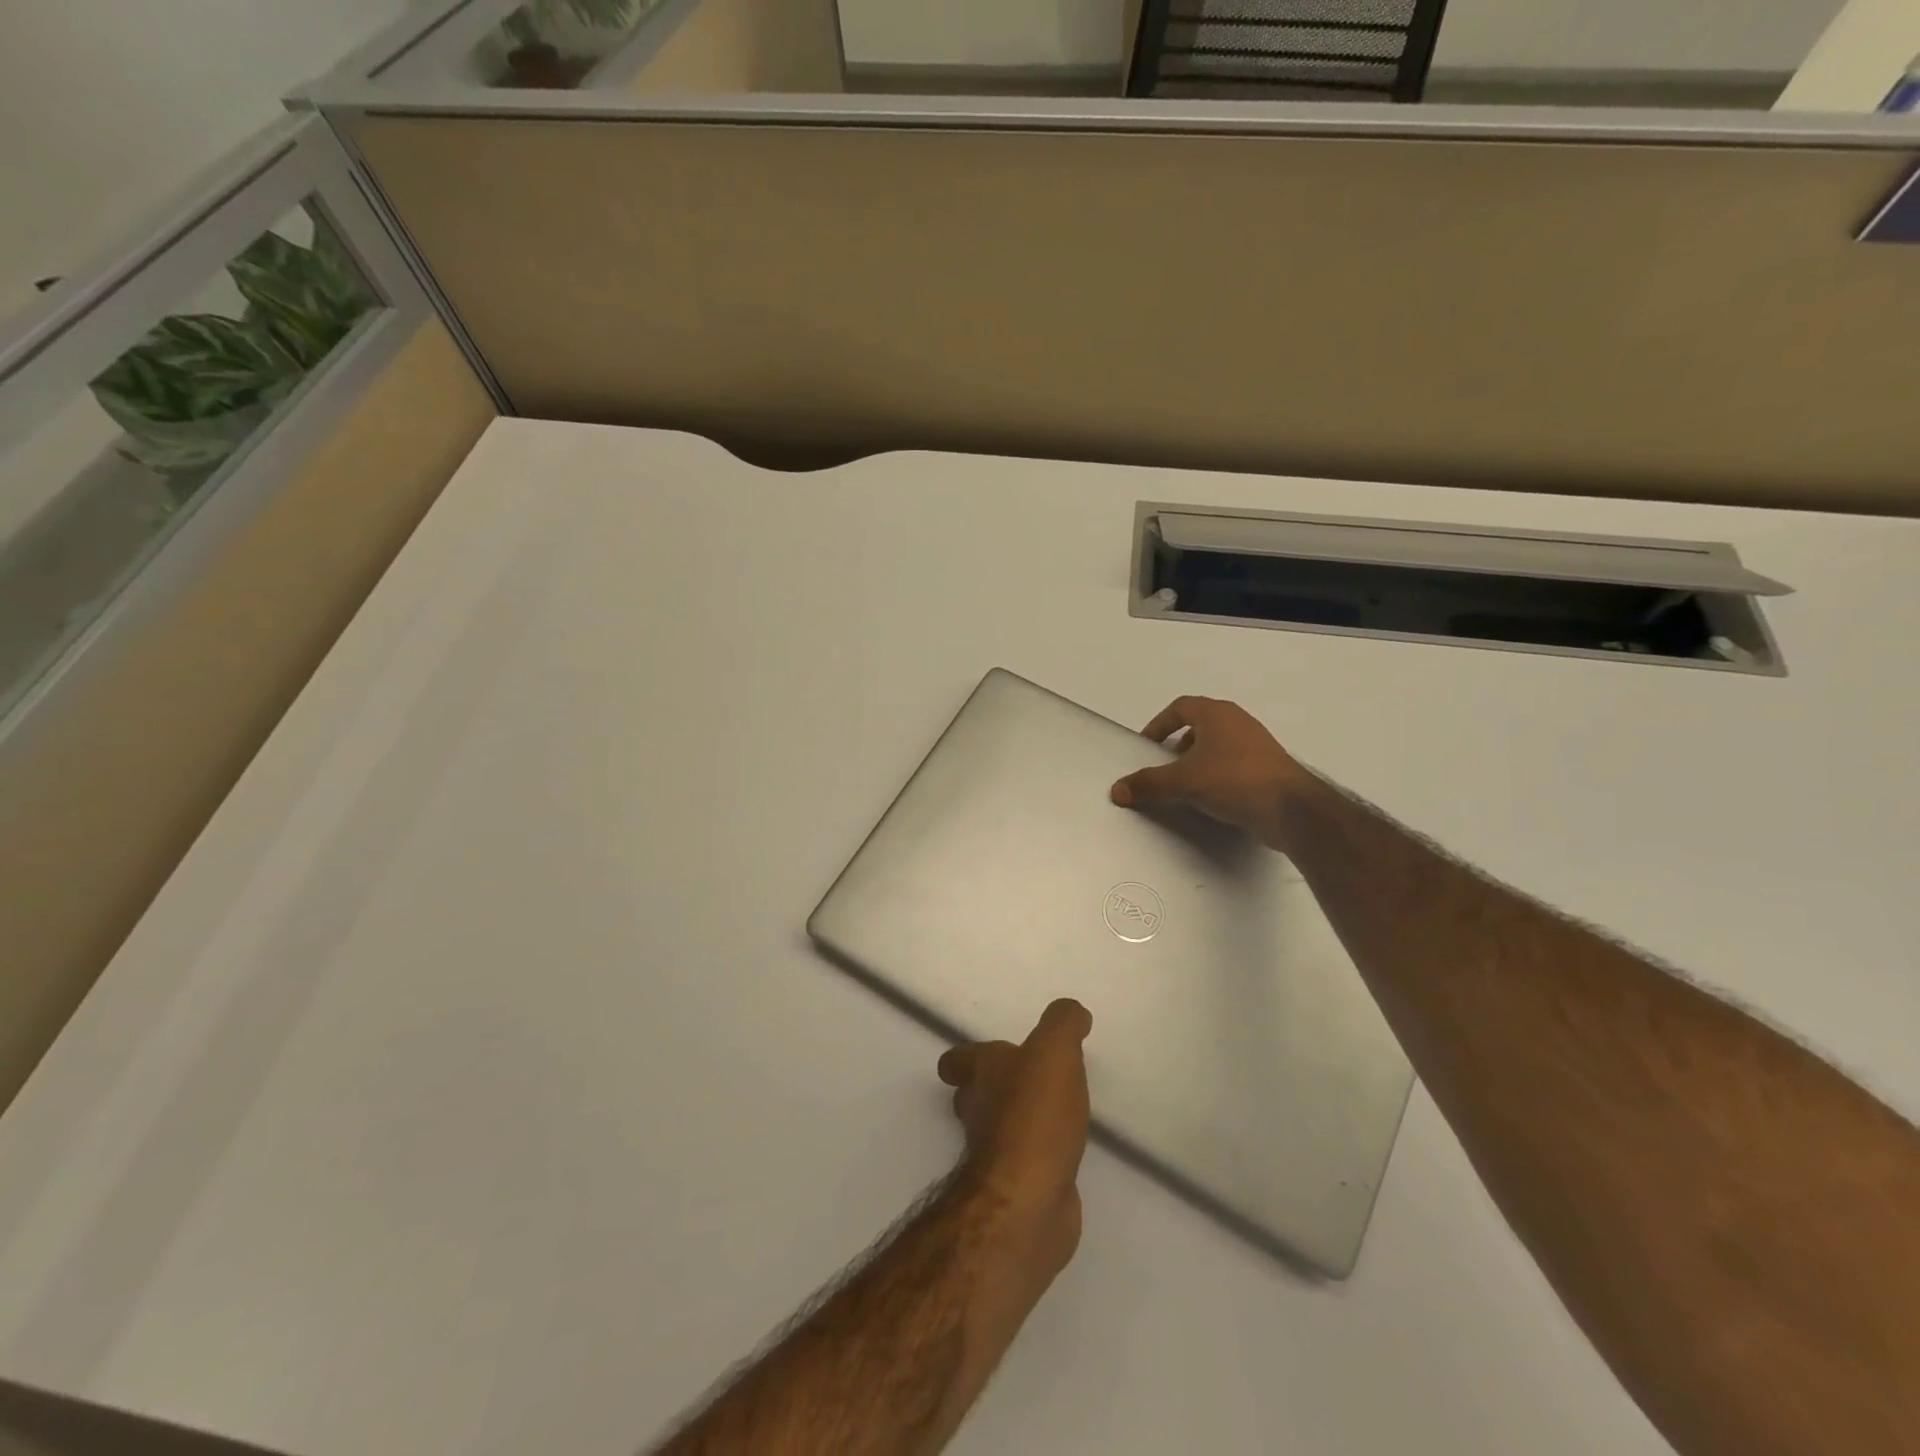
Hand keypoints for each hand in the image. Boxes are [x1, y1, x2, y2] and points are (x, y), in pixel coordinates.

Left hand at [937, 1000, 1092, 1275]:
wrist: (1028, 1200)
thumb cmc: (1035, 1115)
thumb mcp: (1054, 1051)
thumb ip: (1062, 1024)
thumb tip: (1073, 1012)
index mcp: (983, 1074)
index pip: (958, 1060)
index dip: (967, 1058)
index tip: (987, 1054)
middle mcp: (980, 1111)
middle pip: (973, 1096)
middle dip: (991, 1088)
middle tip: (1022, 1081)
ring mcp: (996, 1155)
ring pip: (998, 1130)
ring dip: (1017, 1121)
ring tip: (1052, 1112)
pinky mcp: (1018, 1189)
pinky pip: (1026, 1165)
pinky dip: (1039, 1157)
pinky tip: (1064, 1153)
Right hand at [1109, 695, 1308, 845]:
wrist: (1291, 809)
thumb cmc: (1233, 780)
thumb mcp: (1183, 782)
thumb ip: (1148, 784)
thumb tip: (1116, 790)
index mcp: (1217, 714)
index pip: (1180, 707)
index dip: (1159, 724)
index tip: (1146, 745)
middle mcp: (1238, 722)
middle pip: (1199, 725)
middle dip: (1178, 745)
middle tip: (1163, 766)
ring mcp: (1257, 744)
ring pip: (1217, 746)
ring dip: (1197, 761)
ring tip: (1184, 785)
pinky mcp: (1268, 768)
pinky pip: (1233, 764)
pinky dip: (1216, 775)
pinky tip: (1210, 798)